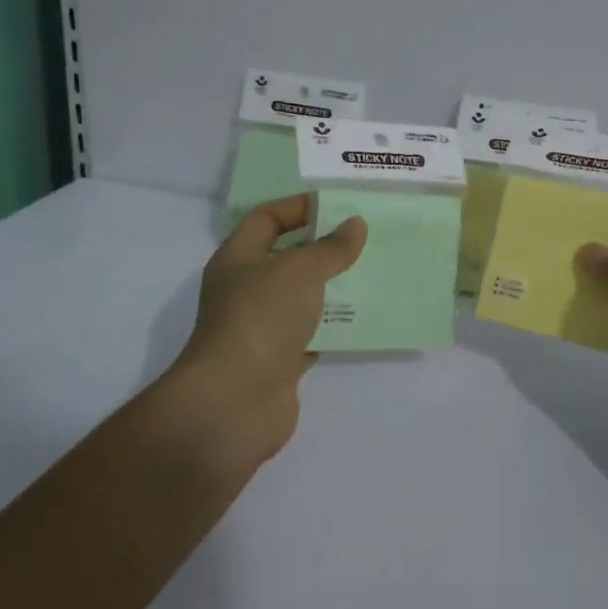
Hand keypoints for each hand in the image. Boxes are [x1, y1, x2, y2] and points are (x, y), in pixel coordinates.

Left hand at [162, 194, 366, 467]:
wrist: (235, 402)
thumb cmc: (261, 319)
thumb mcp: (300, 271)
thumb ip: (331, 247)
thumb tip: (355, 225)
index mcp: (238, 259)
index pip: (266, 219)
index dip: (299, 207)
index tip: (338, 206)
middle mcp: (245, 290)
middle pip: (286, 258)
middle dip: (323, 247)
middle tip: (363, 238)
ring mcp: (261, 327)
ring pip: (302, 297)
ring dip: (332, 286)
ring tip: (371, 272)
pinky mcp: (279, 361)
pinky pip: (311, 333)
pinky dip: (334, 325)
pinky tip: (364, 316)